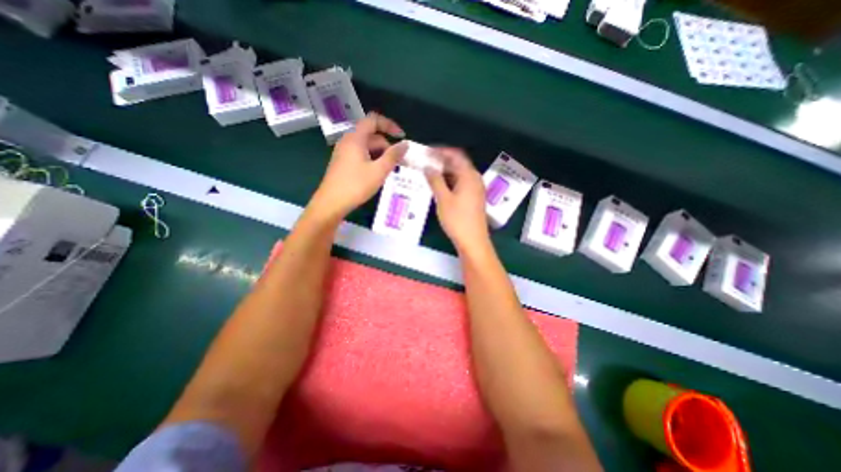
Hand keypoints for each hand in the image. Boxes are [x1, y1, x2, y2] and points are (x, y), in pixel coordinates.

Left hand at [312, 112, 410, 220]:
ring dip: (381, 155)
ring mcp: (344, 153)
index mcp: (356, 138)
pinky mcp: (342, 163)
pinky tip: (377, 174)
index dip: (389, 125)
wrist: (331, 203)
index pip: (373, 120)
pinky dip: (372, 160)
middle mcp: (348, 141)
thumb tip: (405, 144)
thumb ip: (393, 156)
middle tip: (400, 162)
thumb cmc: (356, 185)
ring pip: (367, 147)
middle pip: (372, 136)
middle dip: (387, 146)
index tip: (401, 137)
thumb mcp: (379, 171)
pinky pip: (361, 156)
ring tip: (390, 170)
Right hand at [425, 147, 490, 252]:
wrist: (473, 241)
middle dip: (441, 162)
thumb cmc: (457, 219)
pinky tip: (439, 186)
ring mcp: (475, 189)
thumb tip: (427, 167)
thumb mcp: (443, 199)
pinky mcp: (473, 198)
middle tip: (425, 163)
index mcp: (469, 176)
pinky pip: (461, 184)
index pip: (455, 155)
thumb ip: (435, 180)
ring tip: (428, 173)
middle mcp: (474, 179)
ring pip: (459, 175)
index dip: (441, 151)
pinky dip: (450, 182)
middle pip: (458, 164)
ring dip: (445, 172)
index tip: (426, 152)